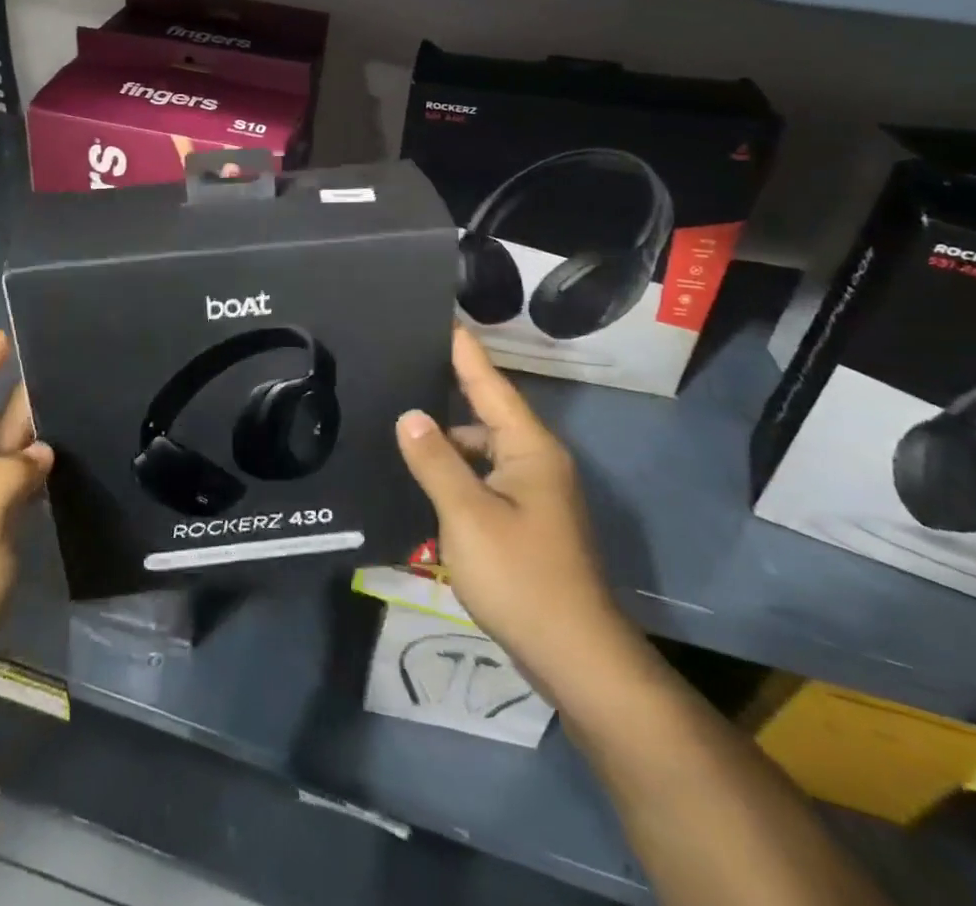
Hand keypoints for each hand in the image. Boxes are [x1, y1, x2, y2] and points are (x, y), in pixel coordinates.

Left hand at [0, 331, 52, 716]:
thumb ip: (9, 478)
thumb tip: (41, 451)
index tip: (2, 335)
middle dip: (17, 395)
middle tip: (58, 365)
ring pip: (5, 459)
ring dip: (31, 431)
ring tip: (69, 405)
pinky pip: (14, 490)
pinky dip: (35, 471)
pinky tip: (59, 466)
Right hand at [395, 328, 630, 701]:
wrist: (574, 656)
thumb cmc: (521, 576)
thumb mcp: (467, 515)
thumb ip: (435, 461)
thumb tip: (409, 414)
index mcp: (529, 448)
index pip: (490, 384)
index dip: (464, 351)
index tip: (442, 318)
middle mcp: (536, 461)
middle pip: (486, 413)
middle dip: (449, 389)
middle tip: (403, 367)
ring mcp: (533, 494)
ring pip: (483, 450)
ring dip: (448, 438)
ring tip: (401, 422)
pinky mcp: (526, 522)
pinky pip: (485, 478)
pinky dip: (457, 471)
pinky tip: (425, 477)